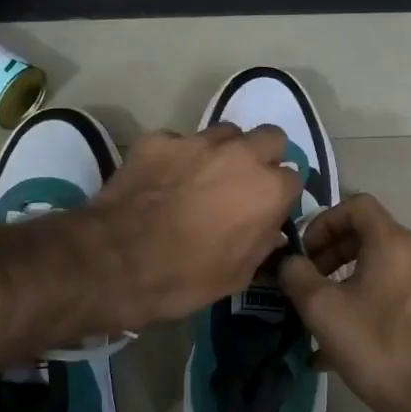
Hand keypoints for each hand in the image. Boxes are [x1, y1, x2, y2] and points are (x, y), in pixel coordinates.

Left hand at [89, 124, 302, 327]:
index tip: (266, 210)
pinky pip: (179, 142)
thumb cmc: (185, 278)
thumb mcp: (238, 276)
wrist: (116, 262)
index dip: (280, 196)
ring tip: (201, 177)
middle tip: (242, 182)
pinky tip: (161, 180)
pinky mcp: (159, 139)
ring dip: (222, 152)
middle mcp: (241, 155)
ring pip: (226, 133)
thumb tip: (268, 229)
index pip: (294, 179)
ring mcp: (197, 141)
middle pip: (270, 138)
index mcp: (268, 190)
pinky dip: (176, 158)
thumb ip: (261, 243)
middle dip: (263, 156)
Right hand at [279, 194, 410, 411]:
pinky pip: (395, 290)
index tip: (305, 253)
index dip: (323, 221)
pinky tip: (342, 341)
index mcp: (395, 242)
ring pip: (381, 265)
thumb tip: (288, 262)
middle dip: (332, 253)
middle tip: (309, 283)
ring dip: (346, 280)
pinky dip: (367, 300)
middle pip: (369, 234)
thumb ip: (297, 275)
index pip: (357, 205)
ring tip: (321, 315)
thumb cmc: (376, 346)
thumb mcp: (322, 309)